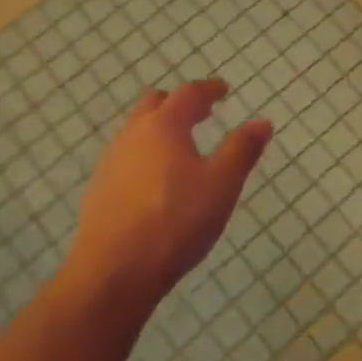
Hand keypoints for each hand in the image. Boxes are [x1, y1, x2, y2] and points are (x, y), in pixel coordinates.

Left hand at [59, 78, 272, 311]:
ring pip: (136, 132)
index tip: (223, 90)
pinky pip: (126, 159)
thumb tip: (262, 122)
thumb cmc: (176, 220)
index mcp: (164, 126)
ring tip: (181, 148)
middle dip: (178, 104)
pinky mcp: (99, 191)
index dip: (208, 89)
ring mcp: (110, 163)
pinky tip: (157, 182)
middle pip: (154, 105)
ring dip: (159, 130)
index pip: (188, 94)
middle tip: (201, 113)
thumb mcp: (222, 184)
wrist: (115, 270)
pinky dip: (145, 156)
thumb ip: (242, 149)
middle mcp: (132, 135)